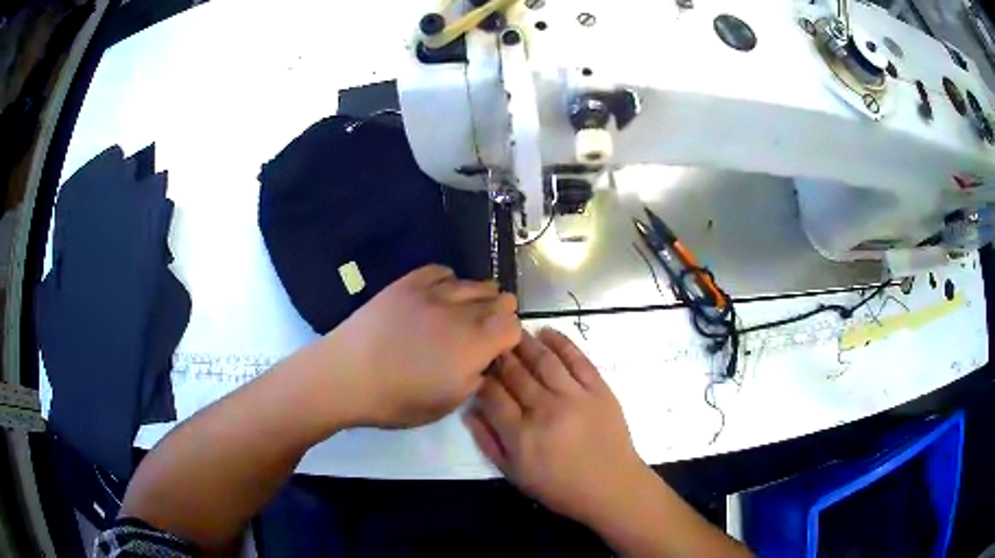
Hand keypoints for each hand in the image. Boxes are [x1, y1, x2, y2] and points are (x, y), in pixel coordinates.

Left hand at [328, 265, 520, 428]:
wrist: (345, 376)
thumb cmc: (396, 400)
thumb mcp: (447, 404)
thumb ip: (476, 378)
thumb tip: (483, 360)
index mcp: (473, 345)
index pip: (513, 325)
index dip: (510, 337)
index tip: (496, 350)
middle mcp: (460, 312)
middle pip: (498, 299)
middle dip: (498, 315)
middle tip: (482, 333)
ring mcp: (433, 292)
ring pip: (474, 283)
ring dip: (478, 298)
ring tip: (464, 314)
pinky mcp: (408, 282)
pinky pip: (441, 271)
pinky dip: (449, 282)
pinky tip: (441, 296)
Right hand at [465, 328, 645, 523]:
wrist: (611, 487)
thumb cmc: (559, 487)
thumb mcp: (514, 475)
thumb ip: (488, 442)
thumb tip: (468, 411)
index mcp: (520, 434)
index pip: (492, 395)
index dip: (480, 378)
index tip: (475, 368)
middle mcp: (545, 409)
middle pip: (515, 373)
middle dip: (499, 356)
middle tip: (489, 342)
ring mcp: (575, 396)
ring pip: (543, 360)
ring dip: (525, 342)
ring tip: (513, 330)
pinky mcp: (599, 389)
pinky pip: (577, 359)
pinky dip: (561, 342)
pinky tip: (547, 332)